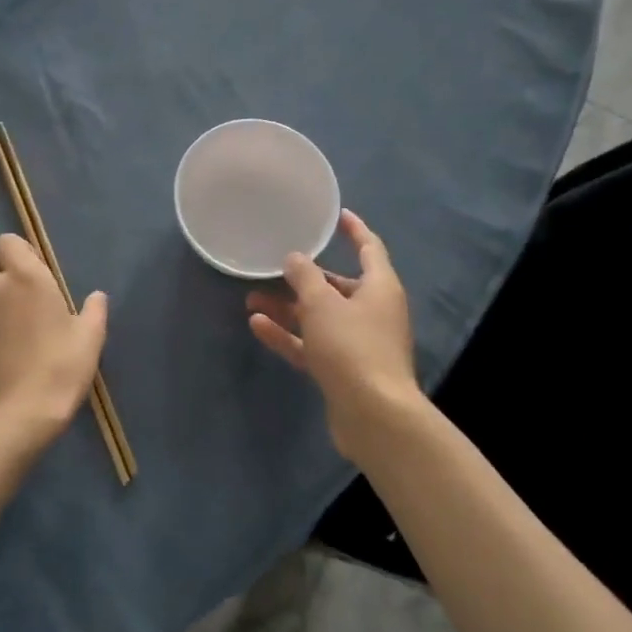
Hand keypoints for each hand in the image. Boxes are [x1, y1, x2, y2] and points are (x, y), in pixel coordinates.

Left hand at [0, 233, 108, 449]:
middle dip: (0, 273)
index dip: (20, 253)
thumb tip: (96, 296)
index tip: (37, 273)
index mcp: (24, 277)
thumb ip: (94, 309)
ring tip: (11, 329)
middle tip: (22, 299)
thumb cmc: (61, 367)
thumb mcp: (91, 337)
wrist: (20, 416)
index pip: (7, 241)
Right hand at [246, 210, 419, 459]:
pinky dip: (288, 335)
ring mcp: (358, 343)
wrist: (374, 416)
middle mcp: (373, 312)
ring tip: (252, 297)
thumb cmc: (353, 347)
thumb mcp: (323, 304)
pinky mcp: (343, 371)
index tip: (336, 214)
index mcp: (380, 287)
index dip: (354, 230)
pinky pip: (312, 345)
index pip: (369, 248)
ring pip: (319, 317)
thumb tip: (294, 259)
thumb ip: (305, 277)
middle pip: (337, 286)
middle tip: (274, 266)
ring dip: (288, 307)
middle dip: (304, 277)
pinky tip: (258, 326)